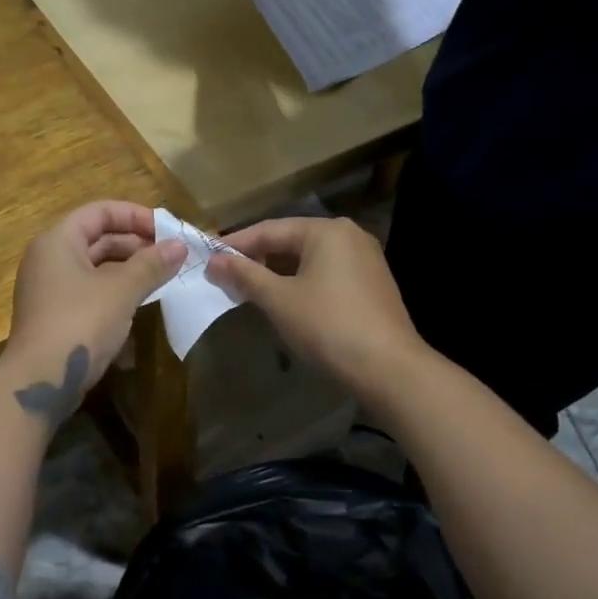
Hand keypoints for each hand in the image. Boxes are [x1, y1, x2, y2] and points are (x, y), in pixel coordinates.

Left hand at [5, 202, 186, 418]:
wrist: (40, 381)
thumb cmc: (80, 323)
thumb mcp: (121, 290)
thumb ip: (151, 264)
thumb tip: (179, 246)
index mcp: (58, 240)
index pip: (99, 211)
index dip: (135, 216)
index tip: (167, 230)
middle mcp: (49, 258)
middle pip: (97, 237)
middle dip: (136, 243)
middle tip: (171, 255)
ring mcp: (49, 288)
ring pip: (95, 265)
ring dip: (128, 268)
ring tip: (162, 276)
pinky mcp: (55, 314)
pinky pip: (89, 289)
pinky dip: (115, 289)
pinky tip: (140, 300)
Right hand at [204, 216, 425, 401]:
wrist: (389, 369)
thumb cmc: (328, 326)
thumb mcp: (279, 300)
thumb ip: (245, 275)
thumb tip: (213, 261)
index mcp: (326, 230)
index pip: (269, 229)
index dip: (235, 244)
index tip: (208, 258)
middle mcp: (349, 236)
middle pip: (291, 241)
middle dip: (257, 259)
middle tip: (225, 276)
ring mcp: (365, 260)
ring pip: (309, 259)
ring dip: (277, 273)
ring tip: (248, 289)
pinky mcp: (372, 284)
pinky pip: (326, 274)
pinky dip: (301, 282)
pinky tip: (284, 301)